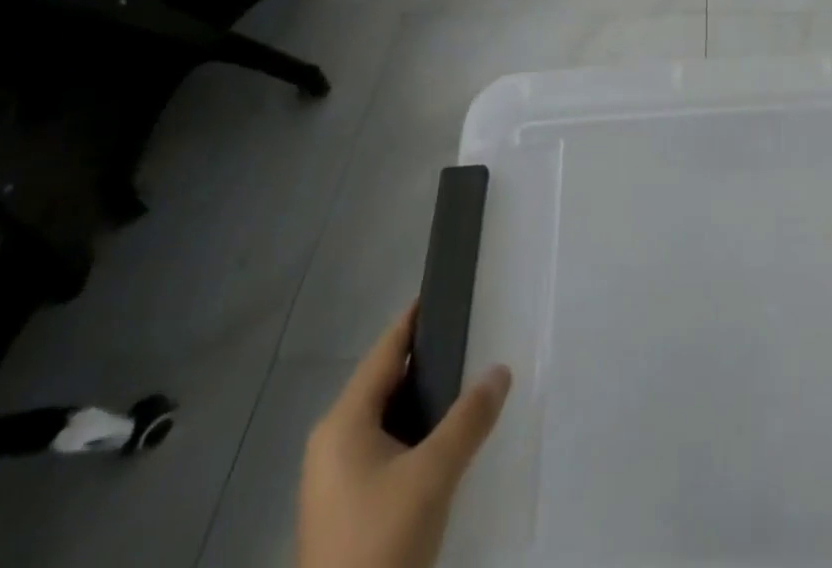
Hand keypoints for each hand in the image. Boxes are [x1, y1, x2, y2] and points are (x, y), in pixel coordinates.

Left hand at [299, 303, 512, 567]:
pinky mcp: (343, 508)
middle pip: (383, 383)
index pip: (384, 351)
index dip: (414, 320)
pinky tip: (441, 441)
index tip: (442, 291)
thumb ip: (469, 418)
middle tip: (469, 339)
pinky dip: (411, 434)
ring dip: (420, 402)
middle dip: (424, 362)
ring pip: (383, 419)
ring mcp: (333, 479)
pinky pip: (381, 449)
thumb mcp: (433, 474)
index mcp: (343, 422)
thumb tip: (500, 369)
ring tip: (464, 384)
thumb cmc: (381, 540)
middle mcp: (331, 442)